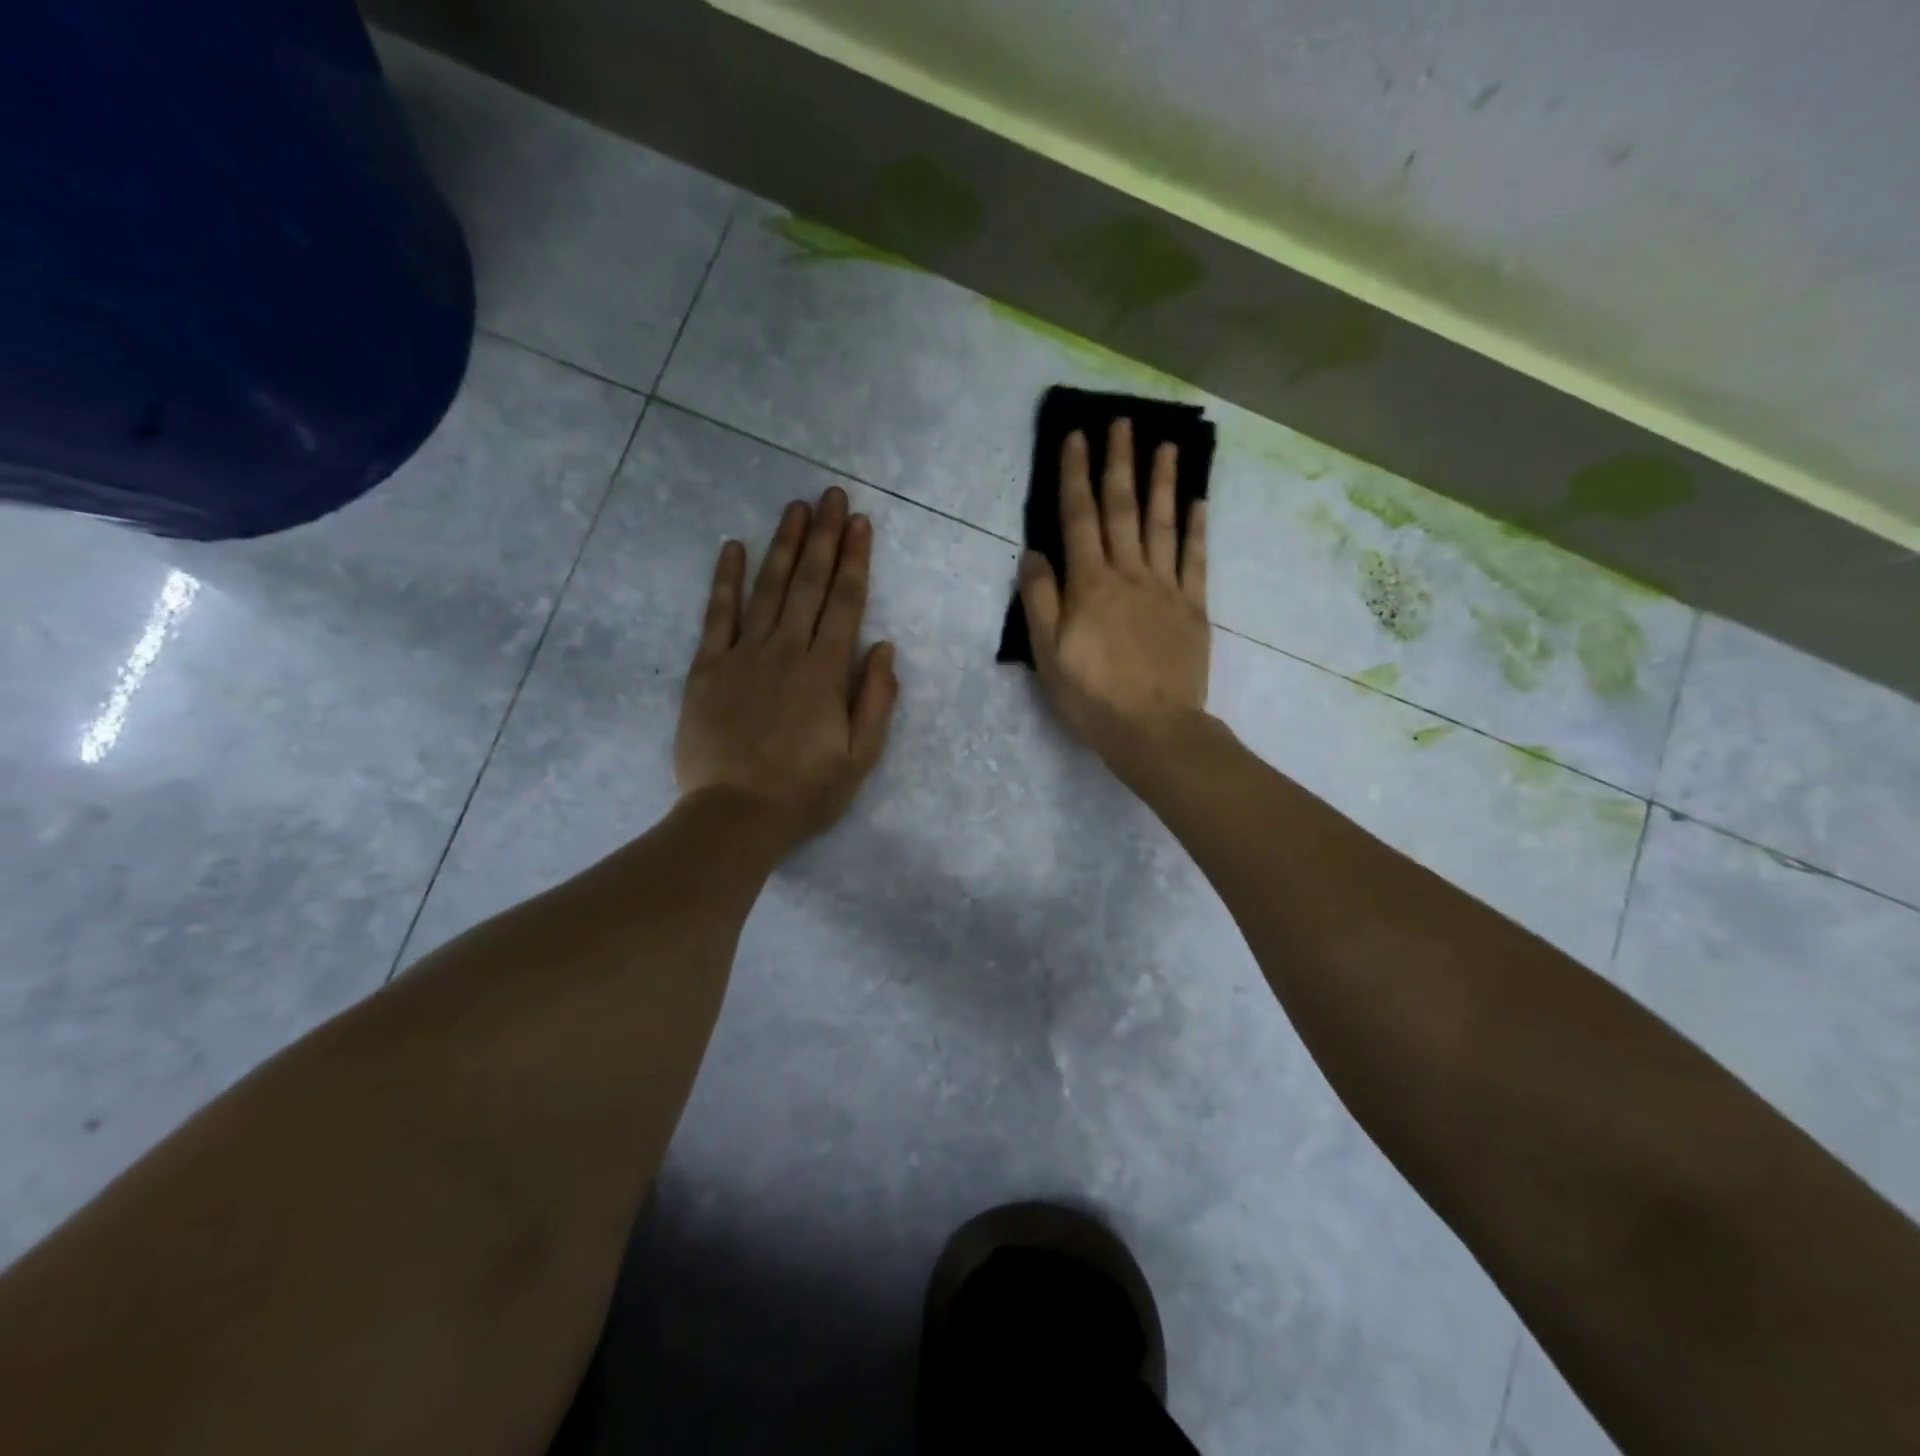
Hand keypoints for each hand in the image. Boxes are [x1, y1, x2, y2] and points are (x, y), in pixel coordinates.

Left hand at [675, 486, 898, 844]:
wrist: (734, 817)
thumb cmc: (805, 792)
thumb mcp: (860, 757)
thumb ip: (876, 699)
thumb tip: (884, 647)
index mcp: (825, 672)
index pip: (845, 602)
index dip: (854, 559)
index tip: (860, 522)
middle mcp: (786, 651)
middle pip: (809, 584)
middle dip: (823, 537)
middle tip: (831, 495)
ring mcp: (742, 655)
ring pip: (767, 589)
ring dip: (782, 545)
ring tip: (794, 508)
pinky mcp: (707, 669)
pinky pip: (717, 615)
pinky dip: (725, 580)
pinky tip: (733, 548)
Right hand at [1019, 419, 1210, 761]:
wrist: (1154, 729)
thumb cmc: (1091, 696)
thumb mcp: (1047, 654)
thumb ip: (1040, 600)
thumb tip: (1033, 552)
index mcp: (1090, 584)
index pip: (1079, 518)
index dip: (1076, 475)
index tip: (1077, 436)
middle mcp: (1128, 574)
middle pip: (1123, 509)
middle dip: (1119, 462)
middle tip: (1122, 421)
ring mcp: (1165, 588)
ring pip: (1162, 524)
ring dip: (1163, 482)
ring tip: (1166, 445)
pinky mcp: (1192, 608)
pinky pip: (1195, 560)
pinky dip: (1196, 528)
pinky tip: (1198, 501)